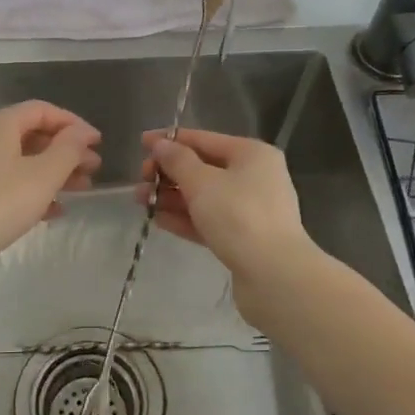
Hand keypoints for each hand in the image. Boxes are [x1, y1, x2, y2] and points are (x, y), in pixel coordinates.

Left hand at [0, 101, 101, 275]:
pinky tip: (52, 211)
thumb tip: (81, 133)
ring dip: (51, 171)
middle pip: (30, 134)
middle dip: (64, 150)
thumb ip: (68, 150)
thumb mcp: (43, 176)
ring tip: (80, 190)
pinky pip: (4, 181)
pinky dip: (30, 188)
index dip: (73, 123)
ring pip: (18, 160)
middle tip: (93, 169)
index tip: (97, 143)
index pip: (41, 110)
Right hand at [137, 128, 312, 294]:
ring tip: (141, 200)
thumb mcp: (202, 182)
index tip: (141, 143)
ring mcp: (251, 209)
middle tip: (141, 179)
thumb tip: (160, 144)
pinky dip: (185, 218)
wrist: (274, 275)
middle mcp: (255, 177)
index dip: (171, 140)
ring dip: (172, 196)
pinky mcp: (244, 238)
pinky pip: (209, 220)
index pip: (204, 139)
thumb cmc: (238, 216)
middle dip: (169, 173)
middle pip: (204, 168)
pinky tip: (158, 219)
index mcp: (251, 154)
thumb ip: (177, 161)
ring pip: (204, 196)